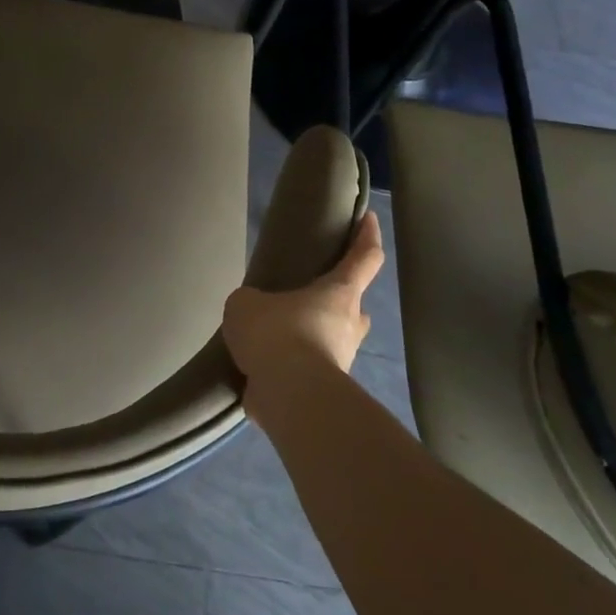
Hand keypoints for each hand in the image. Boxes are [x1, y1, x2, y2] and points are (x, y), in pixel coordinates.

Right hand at [223, 211, 385, 385]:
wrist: (288, 395)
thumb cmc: (277, 334)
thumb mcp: (247, 303)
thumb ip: (253, 302)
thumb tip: (256, 312)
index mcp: (339, 293)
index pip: (364, 258)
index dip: (367, 236)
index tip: (368, 219)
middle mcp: (349, 325)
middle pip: (353, 305)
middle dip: (336, 300)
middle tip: (308, 297)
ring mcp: (342, 361)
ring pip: (333, 341)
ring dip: (312, 336)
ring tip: (277, 337)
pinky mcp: (326, 391)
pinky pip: (311, 371)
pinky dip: (294, 367)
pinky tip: (268, 367)